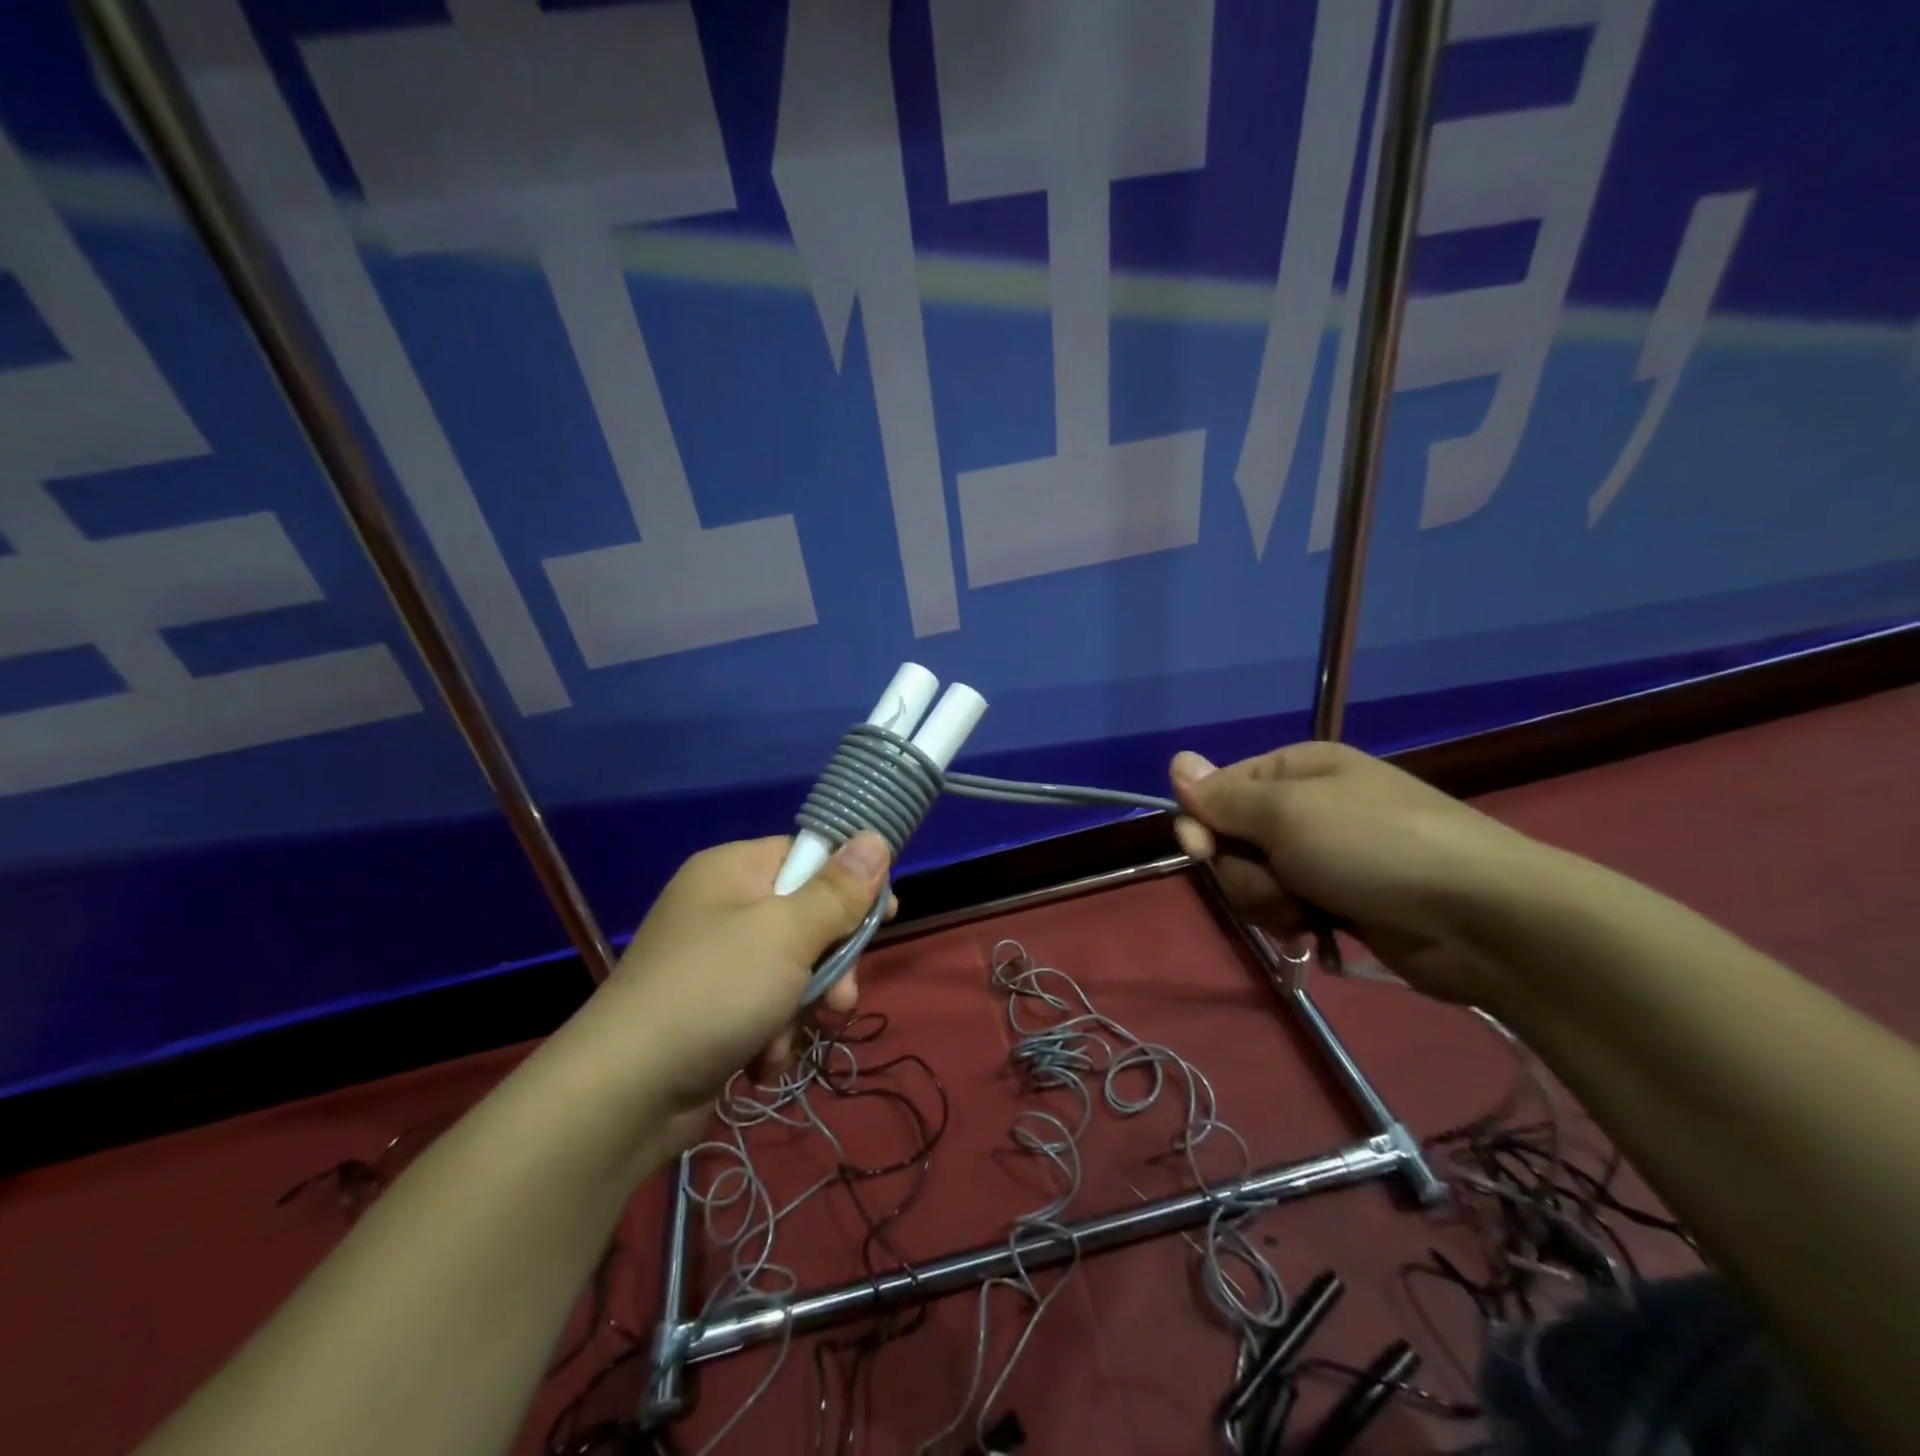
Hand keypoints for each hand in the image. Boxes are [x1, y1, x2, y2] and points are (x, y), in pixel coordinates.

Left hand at [590, 832, 890, 1142]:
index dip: (849, 884)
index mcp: (732, 870)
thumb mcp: (787, 933)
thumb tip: (875, 837)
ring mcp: (716, 962)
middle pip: (807, 918)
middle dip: (830, 964)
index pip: (808, 855)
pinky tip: (762, 1059)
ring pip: (794, 970)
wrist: (624, 1094)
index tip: (884, 916)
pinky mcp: (713, 1010)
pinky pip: (767, 1006)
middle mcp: (722, 907)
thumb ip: (838, 890)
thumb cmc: (714, 991)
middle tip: (840, 998)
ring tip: (791, 1036)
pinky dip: (774, 1033)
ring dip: (804, 1007)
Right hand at [1169, 741, 1552, 1003]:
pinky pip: (1286, 908)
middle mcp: (1305, 807)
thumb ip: (1224, 796)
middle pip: (1231, 840)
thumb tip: (1177, 761)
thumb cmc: (1374, 847)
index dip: (1202, 824)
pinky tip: (1316, 933)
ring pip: (1255, 880)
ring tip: (1307, 914)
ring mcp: (1324, 855)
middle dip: (1244, 872)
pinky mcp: (1340, 900)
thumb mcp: (1287, 813)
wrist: (1481, 918)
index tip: (1204, 851)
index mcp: (1295, 770)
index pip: (1217, 791)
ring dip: (1269, 902)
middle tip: (1280, 885)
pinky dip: (1293, 922)